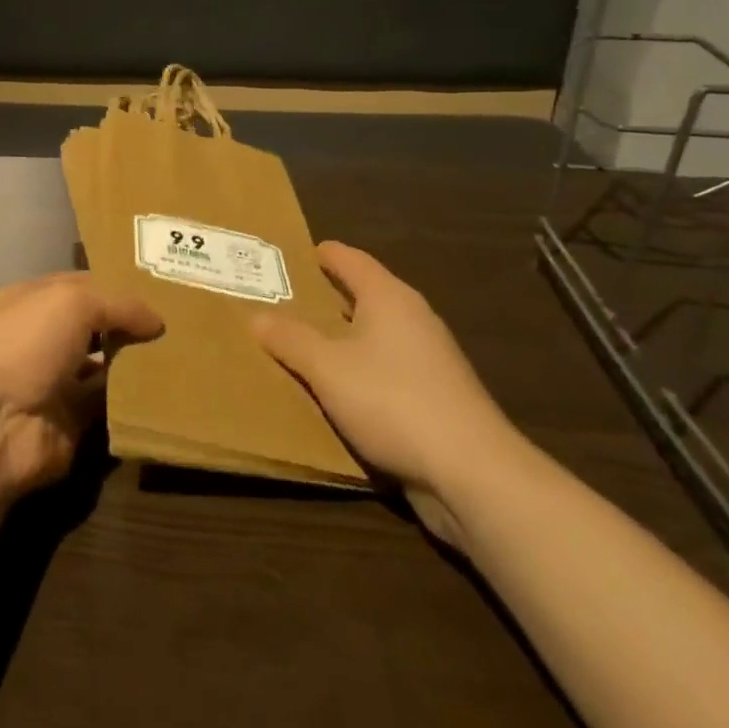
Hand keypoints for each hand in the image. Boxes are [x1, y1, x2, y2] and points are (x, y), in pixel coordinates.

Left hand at [0, 273, 162, 499]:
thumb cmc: (25, 343)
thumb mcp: (72, 301)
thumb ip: (118, 303)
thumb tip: (157, 320)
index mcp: (31, 301)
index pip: (79, 285)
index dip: (115, 284)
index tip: (161, 287)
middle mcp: (40, 338)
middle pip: (93, 325)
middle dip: (129, 324)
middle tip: (181, 322)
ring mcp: (54, 381)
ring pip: (103, 365)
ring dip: (134, 362)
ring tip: (182, 354)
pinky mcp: (69, 421)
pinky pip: (108, 405)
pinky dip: (132, 399)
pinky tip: (165, 389)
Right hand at [254, 242, 522, 542]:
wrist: (472, 473)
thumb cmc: (392, 401)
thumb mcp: (326, 368)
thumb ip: (290, 339)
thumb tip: (257, 316)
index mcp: (389, 298)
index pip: (351, 259)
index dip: (322, 254)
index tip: (293, 254)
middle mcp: (414, 319)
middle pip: (365, 295)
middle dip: (327, 297)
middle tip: (285, 299)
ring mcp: (430, 360)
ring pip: (376, 335)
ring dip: (343, 338)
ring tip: (303, 344)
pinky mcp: (437, 397)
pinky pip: (386, 370)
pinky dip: (360, 371)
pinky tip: (337, 390)